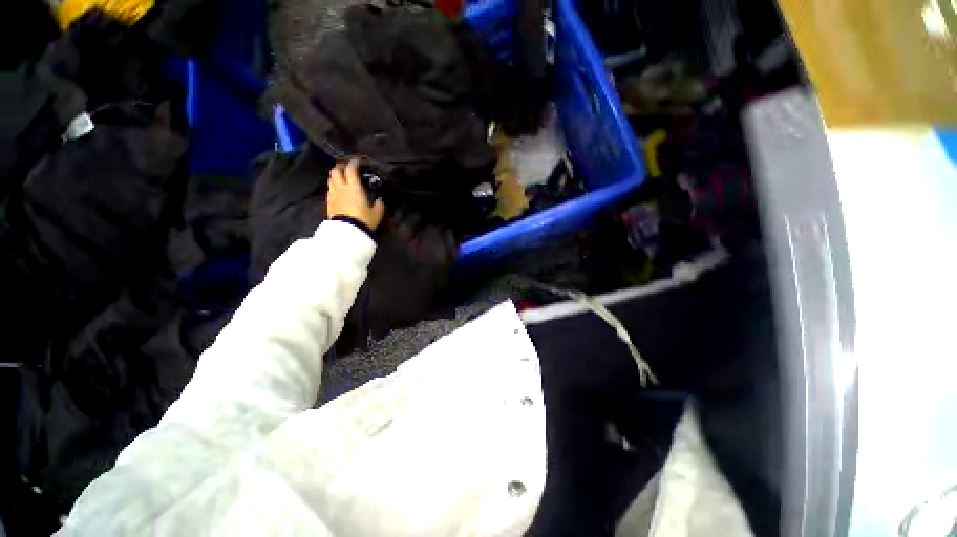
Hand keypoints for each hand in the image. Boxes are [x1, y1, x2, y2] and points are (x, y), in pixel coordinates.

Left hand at [327, 159, 385, 231]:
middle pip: (336, 171)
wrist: (348, 232)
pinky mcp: (329, 202)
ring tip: (341, 178)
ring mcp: (333, 195)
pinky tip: (338, 191)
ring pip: (330, 179)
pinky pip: (329, 189)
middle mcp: (341, 187)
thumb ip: (379, 204)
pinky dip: (333, 186)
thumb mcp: (377, 213)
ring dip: (335, 176)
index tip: (358, 161)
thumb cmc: (364, 220)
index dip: (354, 163)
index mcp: (354, 187)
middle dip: (341, 167)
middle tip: (346, 168)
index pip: (351, 169)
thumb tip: (380, 199)